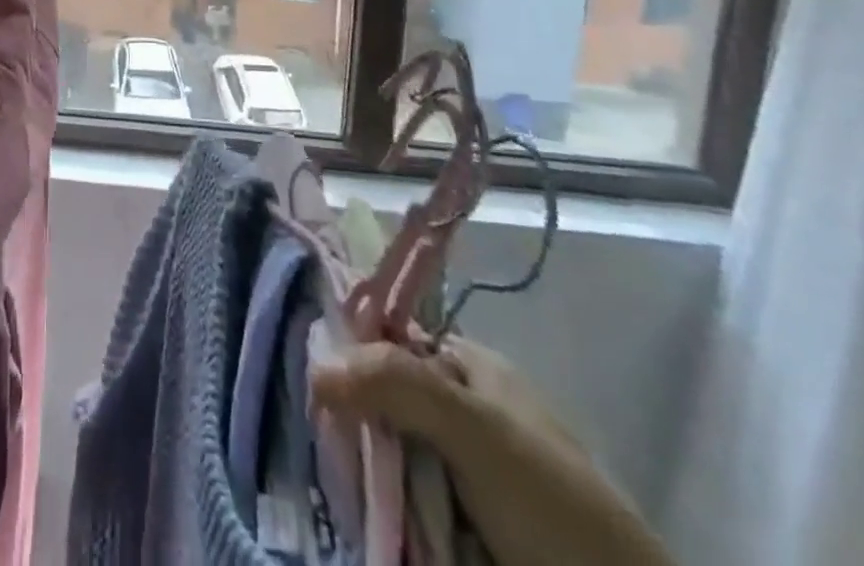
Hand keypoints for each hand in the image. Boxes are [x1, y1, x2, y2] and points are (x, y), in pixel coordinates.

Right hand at [313, 339, 675, 565]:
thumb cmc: (553, 505)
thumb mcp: (479, 429)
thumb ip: (399, 384)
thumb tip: (313, 368)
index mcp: (466, 367)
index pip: (387, 337)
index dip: (347, 350)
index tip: (310, 377)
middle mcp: (455, 410)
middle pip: (378, 399)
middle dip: (349, 423)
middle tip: (319, 443)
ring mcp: (453, 473)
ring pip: (382, 457)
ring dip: (358, 475)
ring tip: (329, 486)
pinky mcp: (450, 527)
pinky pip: (395, 507)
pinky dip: (375, 514)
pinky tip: (355, 516)